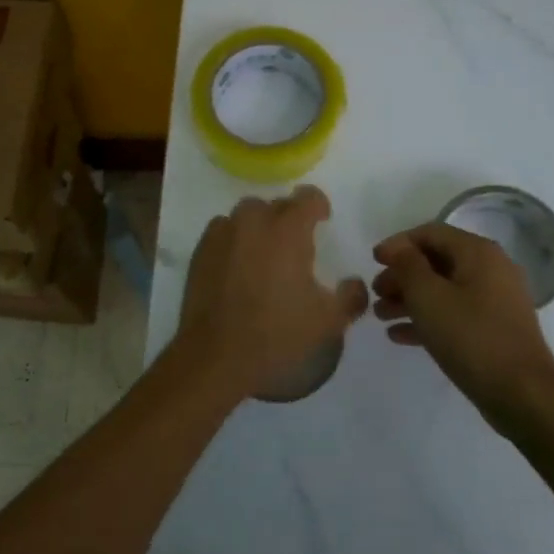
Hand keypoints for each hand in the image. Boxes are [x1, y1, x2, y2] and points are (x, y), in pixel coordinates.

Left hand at [175, 187, 368, 401]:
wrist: (216, 356)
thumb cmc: (277, 334)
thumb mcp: (328, 321)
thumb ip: (350, 296)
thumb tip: (354, 283)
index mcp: (287, 230)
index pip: (307, 197)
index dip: (318, 206)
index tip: (322, 221)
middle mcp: (252, 223)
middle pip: (274, 204)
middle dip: (287, 217)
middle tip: (295, 246)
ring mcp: (221, 235)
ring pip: (244, 216)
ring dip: (258, 226)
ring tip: (264, 254)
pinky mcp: (200, 253)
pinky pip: (221, 232)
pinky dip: (233, 240)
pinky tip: (237, 267)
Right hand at [371, 222, 553, 436]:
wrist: (521, 393)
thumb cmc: (470, 336)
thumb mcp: (428, 296)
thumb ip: (407, 265)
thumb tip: (397, 247)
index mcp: (478, 253)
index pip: (430, 233)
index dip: (398, 244)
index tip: (372, 262)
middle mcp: (490, 270)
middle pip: (435, 261)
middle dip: (401, 275)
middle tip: (375, 294)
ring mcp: (495, 301)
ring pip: (443, 289)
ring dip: (409, 299)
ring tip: (380, 316)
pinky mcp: (493, 329)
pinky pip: (454, 313)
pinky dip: (427, 319)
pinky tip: (398, 336)